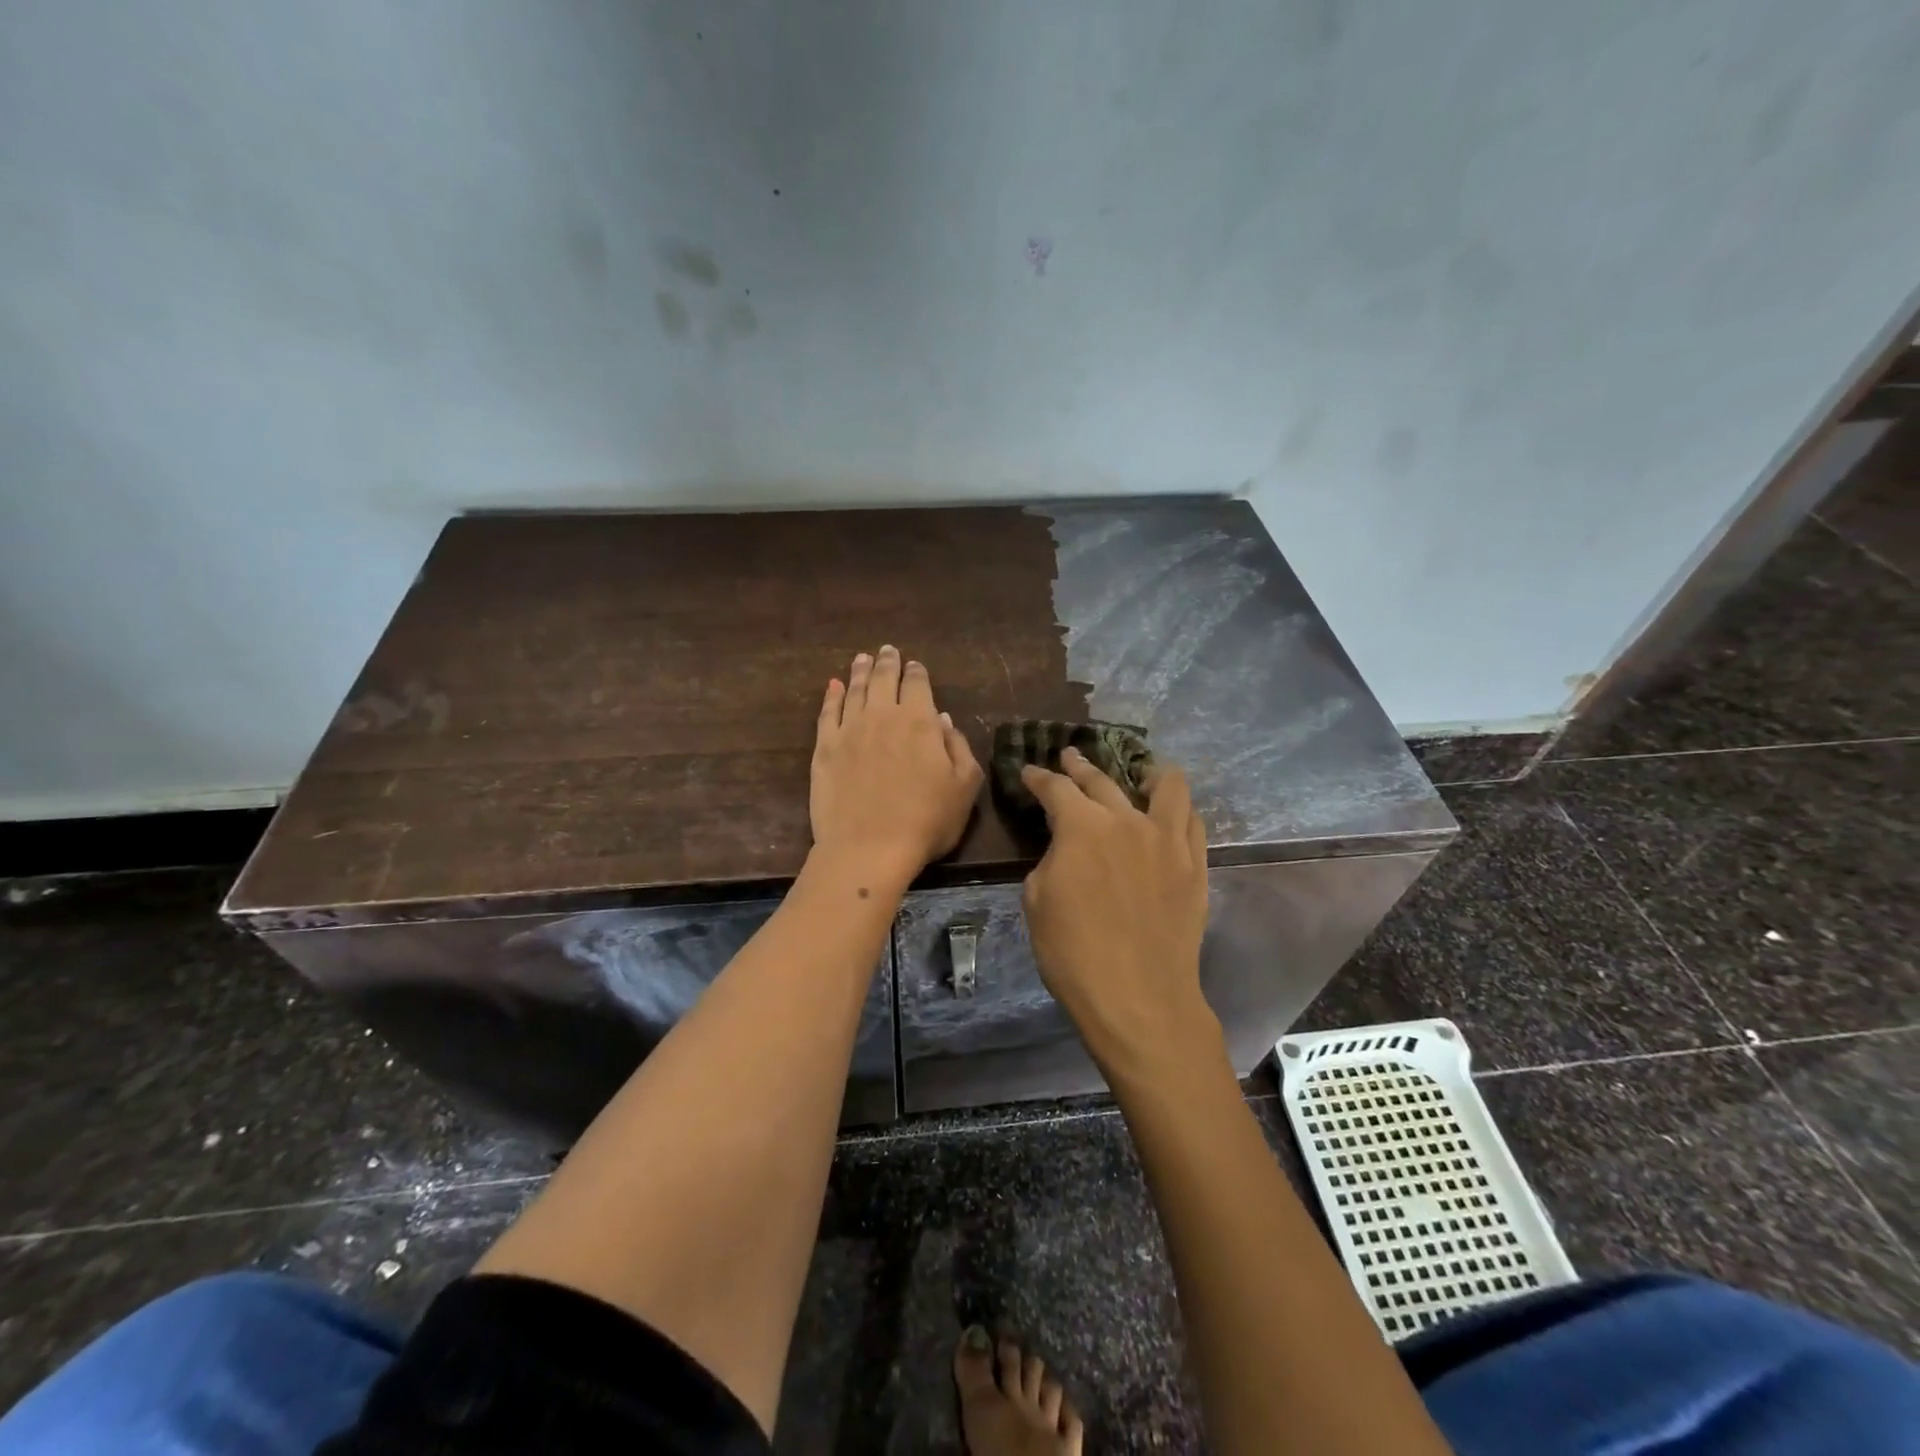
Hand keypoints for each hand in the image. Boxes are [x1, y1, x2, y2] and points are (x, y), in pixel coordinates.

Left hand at [810, 646, 982, 886]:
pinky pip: (827, 713)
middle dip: (888, 662)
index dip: (917, 672)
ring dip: (861, 671)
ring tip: (863, 658)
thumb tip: (943, 720)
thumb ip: (957, 748)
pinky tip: (833, 685)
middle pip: (885, 679)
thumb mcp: (964, 787)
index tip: (915, 665)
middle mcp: (883, 716)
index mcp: (920, 722)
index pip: (918, 685)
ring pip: (856, 690)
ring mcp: (850, 730)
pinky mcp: (824, 748)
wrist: (869, 847)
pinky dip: (832, 695)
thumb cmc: (926, 821)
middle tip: (888, 650)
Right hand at [1020, 750, 1221, 1077]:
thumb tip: (1066, 848)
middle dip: (1079, 766)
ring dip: (1147, 772)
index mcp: (1082, 826)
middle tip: (1069, 758)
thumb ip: (1052, 859)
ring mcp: (1168, 840)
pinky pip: (1192, 821)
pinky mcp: (1194, 864)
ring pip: (1166, 786)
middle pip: (1102, 780)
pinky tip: (1169, 813)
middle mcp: (1127, 820)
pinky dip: (1178, 808)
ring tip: (1140, 771)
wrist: (1138, 997)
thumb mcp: (1037, 900)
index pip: (1055, 788)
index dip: (1038, 778)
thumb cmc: (1074, 953)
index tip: (1029, 773)